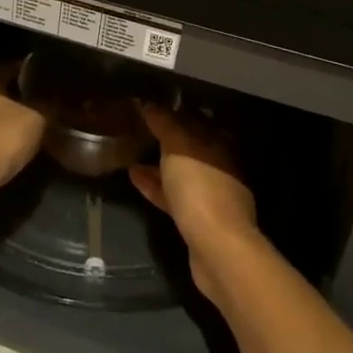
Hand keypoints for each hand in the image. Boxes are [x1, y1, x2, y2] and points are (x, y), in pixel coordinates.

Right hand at [130, 103, 261, 301]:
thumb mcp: (178, 147)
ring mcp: (211, 196)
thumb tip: (151, 104)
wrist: (216, 247)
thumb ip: (165, 124)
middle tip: (141, 129)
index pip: (197, 121)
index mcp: (220, 146)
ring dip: (158, 164)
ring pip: (182, 174)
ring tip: (132, 155)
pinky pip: (174, 196)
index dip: (175, 113)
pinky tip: (135, 179)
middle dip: (167, 139)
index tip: (151, 107)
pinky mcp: (198, 221)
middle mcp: (220, 168)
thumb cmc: (200, 188)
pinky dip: (156, 186)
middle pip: (191, 148)